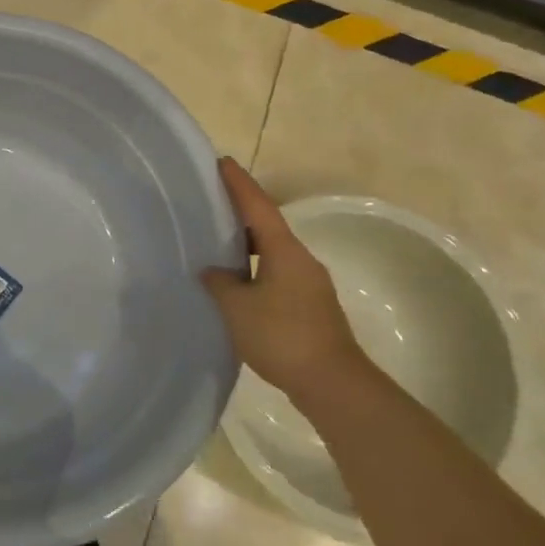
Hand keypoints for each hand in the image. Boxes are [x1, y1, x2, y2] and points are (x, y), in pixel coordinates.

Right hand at [201, 158, 365, 406]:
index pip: (257, 206)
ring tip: (217, 242)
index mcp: (284, 250)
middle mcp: (300, 259)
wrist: (333, 384)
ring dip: (247, 244)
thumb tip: (213, 271)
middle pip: (267, 225)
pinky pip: (277, 273)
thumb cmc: (282, 336)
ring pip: (273, 252)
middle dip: (240, 212)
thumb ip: (220, 282)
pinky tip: (237, 283)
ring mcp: (309, 283)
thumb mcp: (237, 308)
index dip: (238, 183)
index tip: (222, 161)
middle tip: (211, 202)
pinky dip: (255, 268)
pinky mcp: (310, 306)